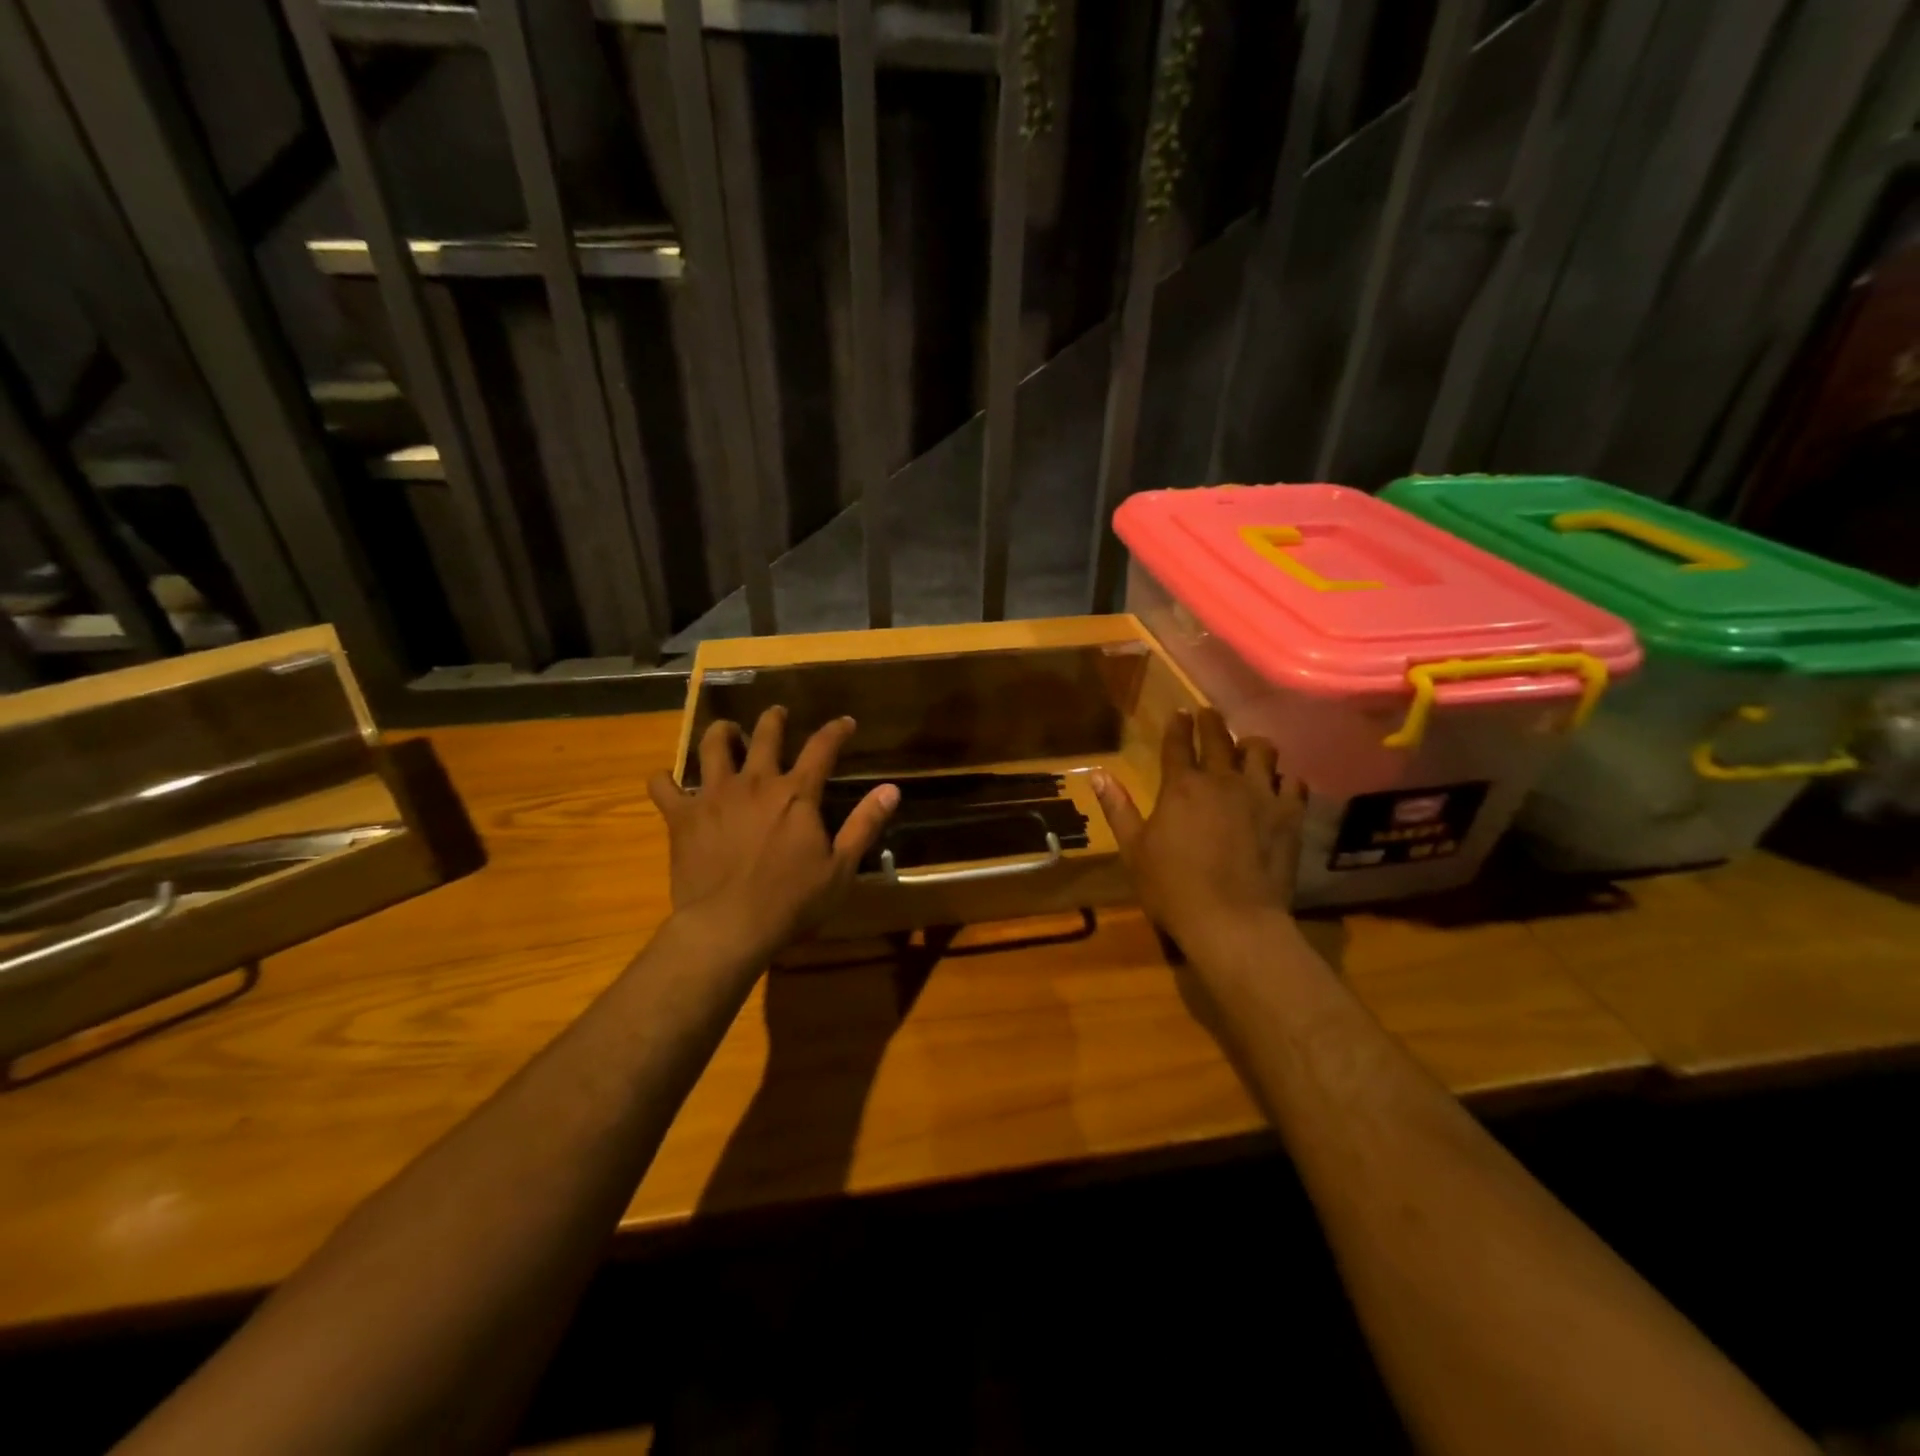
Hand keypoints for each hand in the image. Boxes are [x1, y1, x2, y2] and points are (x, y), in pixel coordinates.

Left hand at [648, 708, 897, 957]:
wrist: (728, 926)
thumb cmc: (791, 901)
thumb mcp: (841, 868)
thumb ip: (864, 824)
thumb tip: (892, 789)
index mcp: (796, 794)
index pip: (822, 748)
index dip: (836, 731)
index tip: (845, 722)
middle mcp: (756, 783)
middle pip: (765, 734)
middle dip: (774, 718)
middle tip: (777, 713)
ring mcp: (714, 795)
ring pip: (713, 747)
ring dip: (721, 732)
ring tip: (725, 730)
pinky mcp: (682, 816)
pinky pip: (664, 787)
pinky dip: (664, 781)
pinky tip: (665, 780)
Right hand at [1091, 708, 1303, 958]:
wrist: (1233, 921)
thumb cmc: (1172, 888)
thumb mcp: (1133, 850)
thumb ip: (1118, 808)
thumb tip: (1097, 774)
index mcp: (1181, 786)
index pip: (1178, 743)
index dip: (1178, 725)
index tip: (1179, 712)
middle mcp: (1222, 780)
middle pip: (1219, 737)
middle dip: (1211, 722)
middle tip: (1209, 715)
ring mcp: (1261, 795)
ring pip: (1263, 750)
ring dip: (1252, 746)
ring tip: (1248, 750)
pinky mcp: (1289, 816)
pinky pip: (1293, 783)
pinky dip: (1284, 780)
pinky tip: (1279, 787)